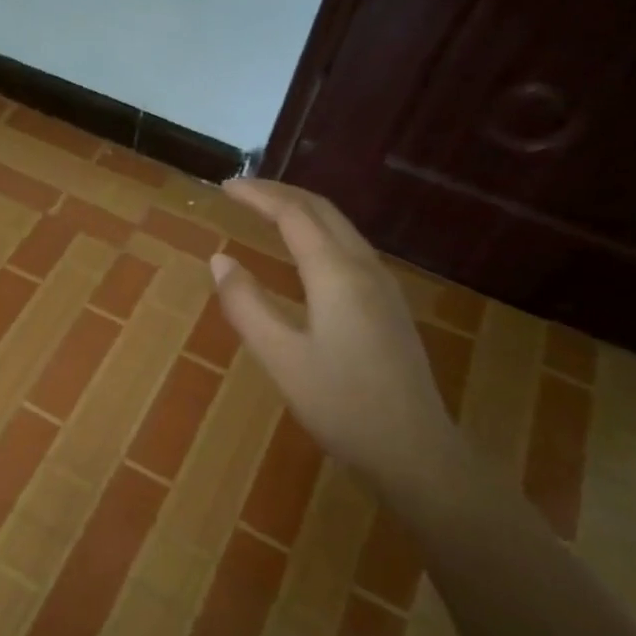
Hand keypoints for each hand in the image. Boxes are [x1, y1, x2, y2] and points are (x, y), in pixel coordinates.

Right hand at [210, 179, 458, 483]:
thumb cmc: (341, 404)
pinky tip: (305, 250)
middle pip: (322, 211)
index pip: (294, 215)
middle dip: (281, 193)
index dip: (258, 195)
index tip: (225, 186)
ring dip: (302, 210)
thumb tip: (220, 260)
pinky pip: (349, 247)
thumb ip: (245, 305)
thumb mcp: (280, 357)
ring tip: (267, 210)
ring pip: (340, 227)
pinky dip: (318, 231)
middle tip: (241, 191)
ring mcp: (383, 286)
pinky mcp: (388, 305)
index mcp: (336, 275)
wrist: (415, 449)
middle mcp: (364, 268)